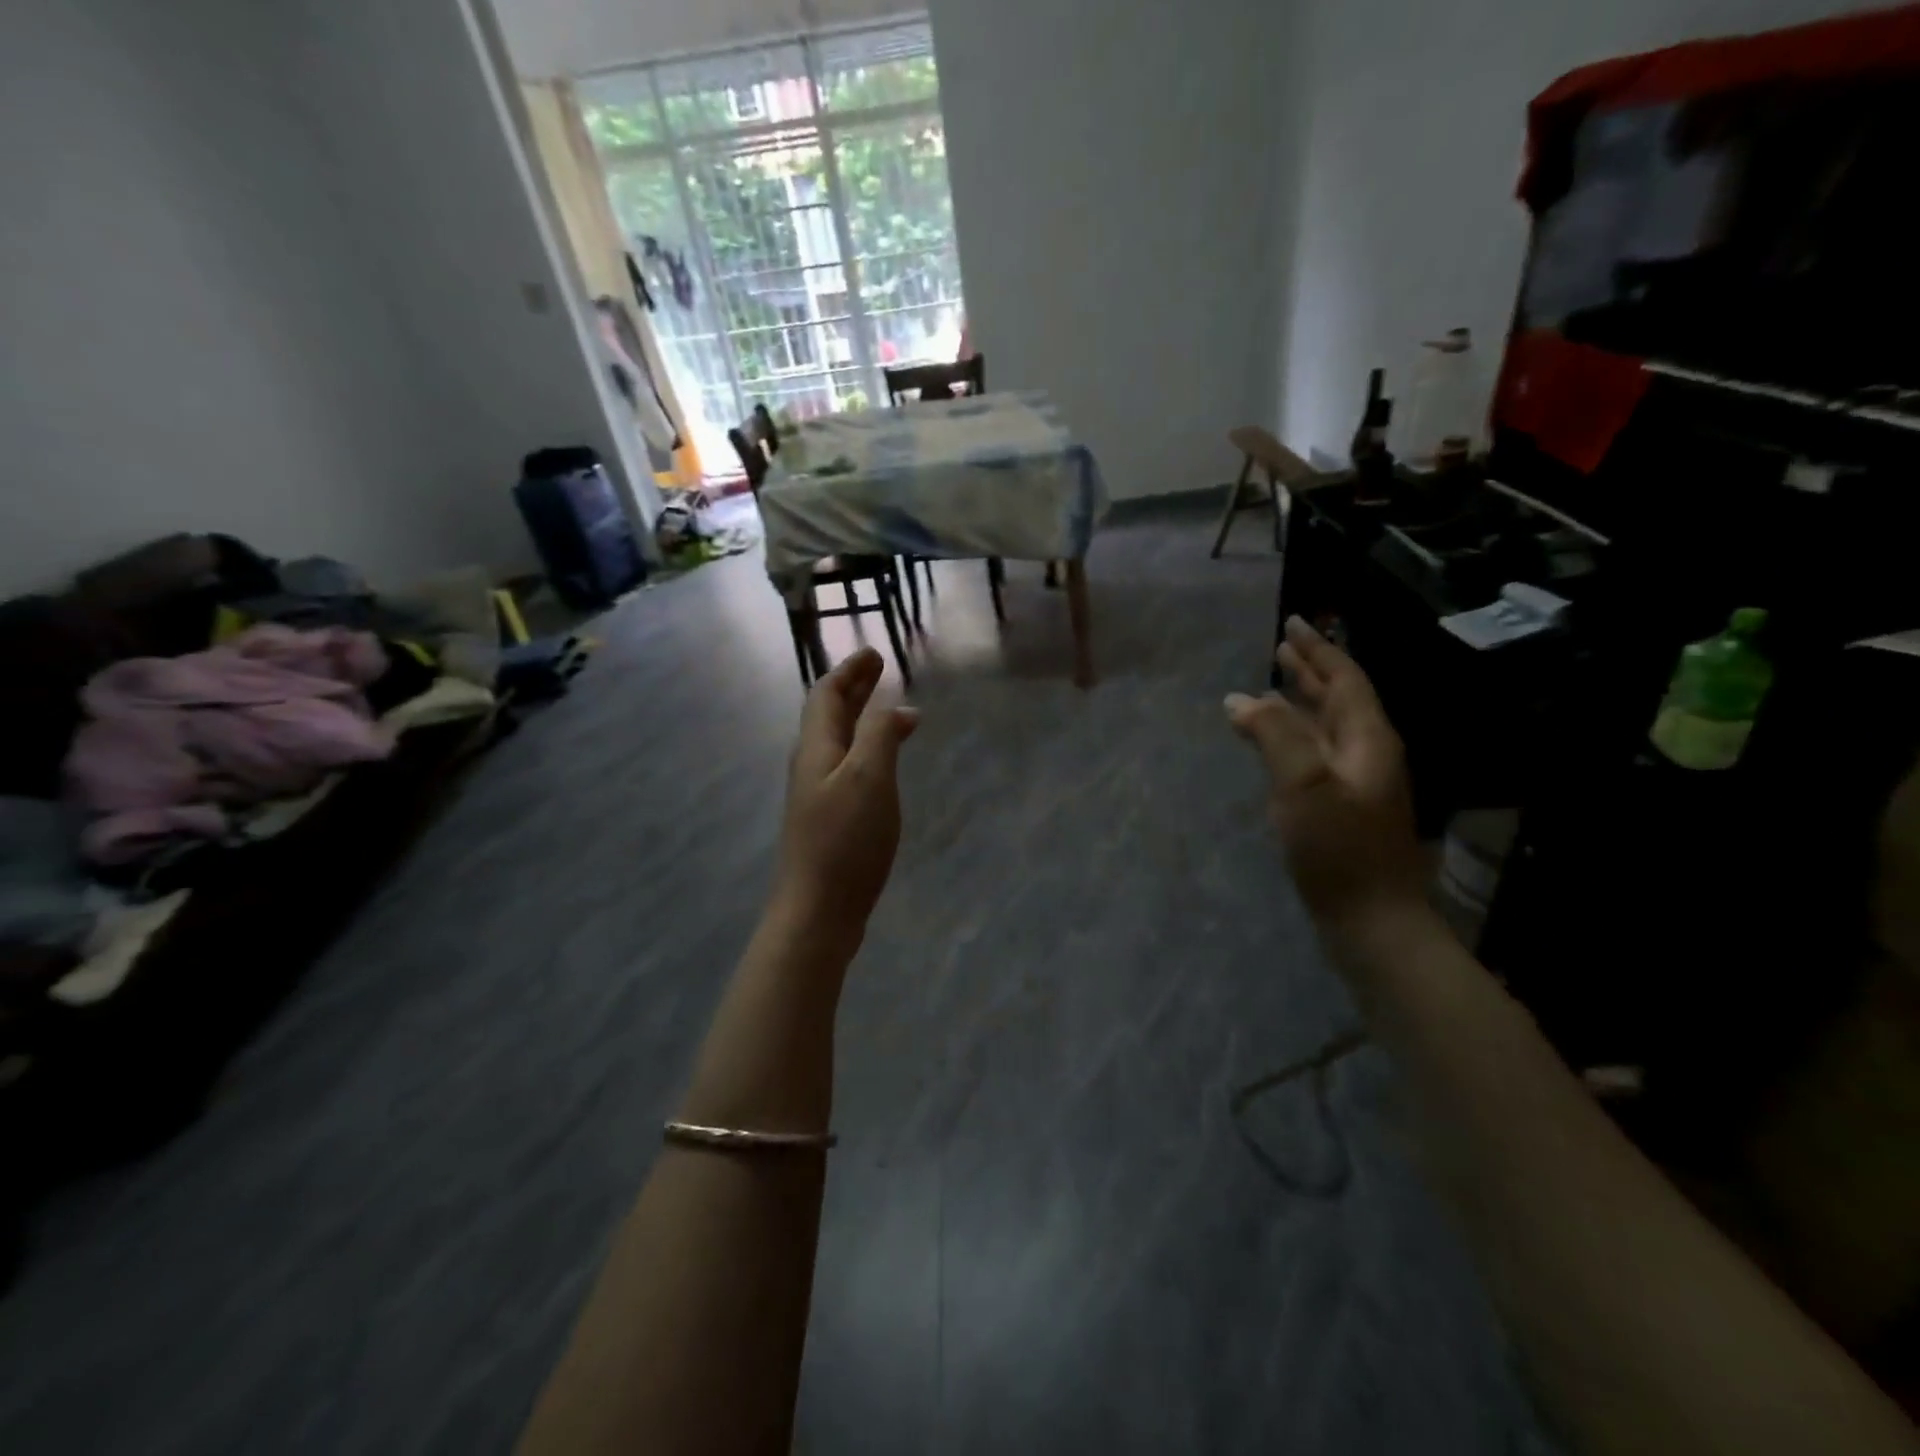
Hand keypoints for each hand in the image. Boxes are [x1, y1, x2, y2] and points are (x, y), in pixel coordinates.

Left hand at [773, 648, 918, 947]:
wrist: (816, 911)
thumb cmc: (845, 841)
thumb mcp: (868, 779)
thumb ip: (880, 737)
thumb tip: (897, 709)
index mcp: (816, 749)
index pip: (826, 696)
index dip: (849, 672)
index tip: (873, 654)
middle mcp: (811, 766)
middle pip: (829, 717)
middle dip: (854, 690)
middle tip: (879, 671)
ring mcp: (817, 796)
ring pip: (837, 743)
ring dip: (859, 719)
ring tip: (886, 710)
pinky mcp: (828, 820)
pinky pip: (846, 767)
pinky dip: (865, 750)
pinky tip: (881, 765)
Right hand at [1225, 617, 1424, 931]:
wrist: (1371, 918)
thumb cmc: (1338, 848)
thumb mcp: (1303, 784)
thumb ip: (1274, 735)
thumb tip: (1241, 699)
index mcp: (1367, 739)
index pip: (1344, 679)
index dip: (1318, 650)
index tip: (1292, 623)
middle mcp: (1366, 753)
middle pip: (1338, 698)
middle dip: (1310, 670)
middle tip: (1282, 645)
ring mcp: (1355, 781)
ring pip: (1326, 726)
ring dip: (1300, 701)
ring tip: (1273, 683)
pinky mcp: (1340, 806)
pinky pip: (1315, 752)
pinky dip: (1293, 734)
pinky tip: (1275, 741)